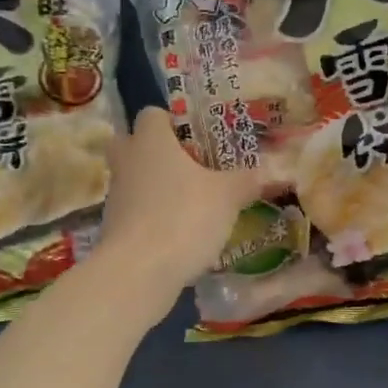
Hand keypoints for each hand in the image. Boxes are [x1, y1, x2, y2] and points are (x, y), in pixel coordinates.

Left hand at [98, 106, 263, 297]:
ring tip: (192, 202)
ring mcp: (115, 197)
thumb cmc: (183, 217)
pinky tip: (180, 232)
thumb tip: (274, 172)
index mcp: (150, 141)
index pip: (152, 114)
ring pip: (134, 179)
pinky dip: (153, 217)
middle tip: (189, 165)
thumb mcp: (228, 197)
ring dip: (156, 186)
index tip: (197, 137)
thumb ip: (248, 180)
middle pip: (132, 144)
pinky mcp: (113, 229)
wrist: (138, 272)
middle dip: (156, 151)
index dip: (173, 121)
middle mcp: (127, 162)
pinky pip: (135, 212)